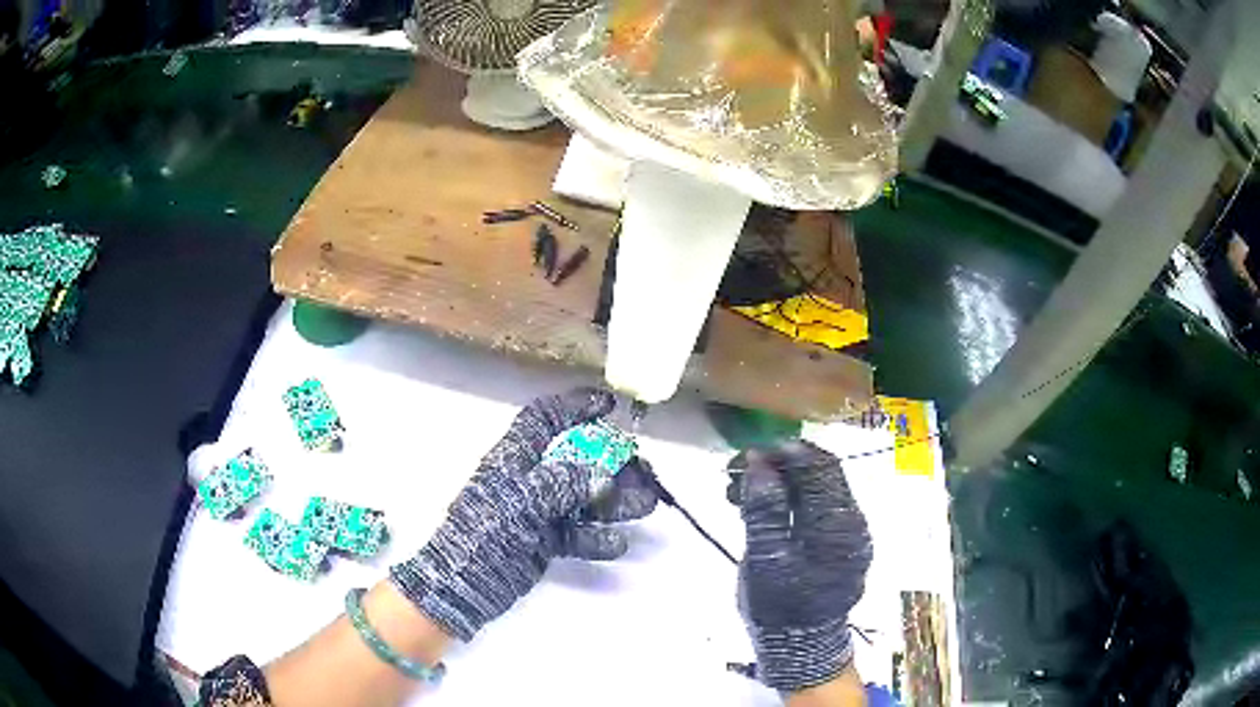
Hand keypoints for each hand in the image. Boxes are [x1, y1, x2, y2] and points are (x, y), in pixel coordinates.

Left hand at [390, 388, 657, 640]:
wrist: (465, 584)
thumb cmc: (485, 532)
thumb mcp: (520, 500)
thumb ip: (562, 484)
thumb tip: (604, 478)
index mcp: (515, 458)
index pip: (544, 419)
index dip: (574, 407)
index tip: (608, 405)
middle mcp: (530, 480)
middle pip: (576, 461)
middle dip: (610, 462)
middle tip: (642, 469)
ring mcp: (539, 513)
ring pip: (584, 498)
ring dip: (616, 501)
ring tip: (646, 503)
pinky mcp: (545, 542)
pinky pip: (578, 534)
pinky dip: (598, 539)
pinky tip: (618, 544)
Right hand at [738, 440, 872, 691]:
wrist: (800, 648)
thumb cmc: (780, 608)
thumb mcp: (765, 559)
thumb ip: (763, 510)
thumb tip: (758, 462)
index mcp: (838, 524)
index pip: (821, 468)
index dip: (787, 452)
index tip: (750, 453)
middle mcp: (852, 522)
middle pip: (821, 475)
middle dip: (780, 465)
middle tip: (739, 470)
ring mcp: (848, 533)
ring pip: (816, 490)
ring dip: (781, 482)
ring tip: (740, 492)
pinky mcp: (838, 544)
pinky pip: (815, 509)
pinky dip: (788, 501)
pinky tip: (761, 509)